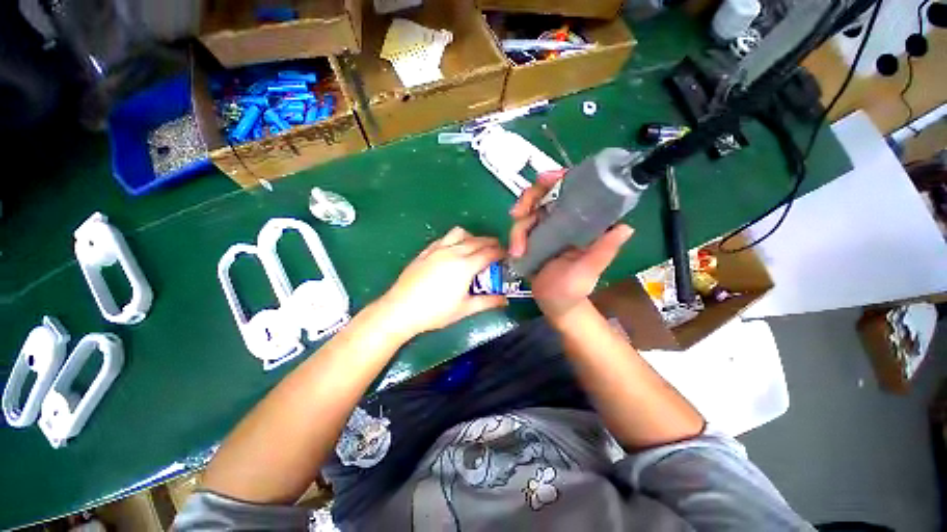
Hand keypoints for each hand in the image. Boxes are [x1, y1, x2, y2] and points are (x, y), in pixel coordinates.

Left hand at [379, 227, 507, 336]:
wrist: (401, 309)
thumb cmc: (435, 311)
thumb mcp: (465, 309)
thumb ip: (487, 302)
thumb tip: (505, 301)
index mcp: (465, 266)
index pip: (489, 253)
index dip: (500, 252)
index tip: (507, 254)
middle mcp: (453, 252)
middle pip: (477, 240)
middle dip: (490, 242)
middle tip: (497, 249)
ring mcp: (438, 250)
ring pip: (459, 233)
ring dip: (472, 236)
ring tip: (476, 246)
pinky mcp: (426, 251)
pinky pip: (444, 238)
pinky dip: (455, 239)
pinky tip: (453, 249)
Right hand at [509, 169, 633, 317]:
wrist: (553, 303)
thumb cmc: (573, 289)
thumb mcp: (588, 270)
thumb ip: (602, 251)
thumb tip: (625, 227)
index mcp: (582, 222)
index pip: (573, 190)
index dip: (559, 179)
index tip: (545, 179)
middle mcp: (564, 220)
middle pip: (544, 194)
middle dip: (529, 199)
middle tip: (517, 213)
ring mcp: (545, 228)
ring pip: (527, 211)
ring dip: (518, 227)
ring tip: (517, 249)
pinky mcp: (531, 238)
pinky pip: (519, 228)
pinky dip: (514, 236)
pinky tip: (515, 251)